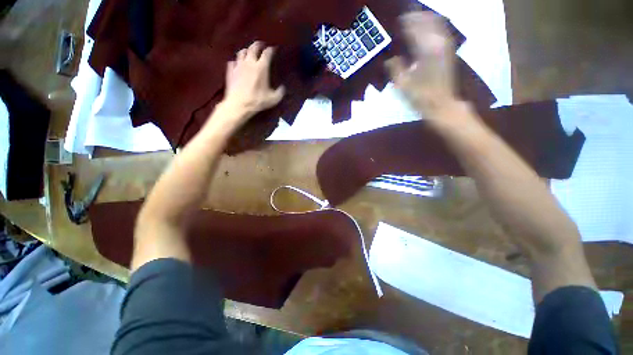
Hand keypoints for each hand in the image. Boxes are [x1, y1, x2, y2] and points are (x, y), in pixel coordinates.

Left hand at [222, 41, 285, 118]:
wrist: (239, 104)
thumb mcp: (273, 99)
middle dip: (258, 45)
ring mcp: (238, 66)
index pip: (267, 53)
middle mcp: (250, 63)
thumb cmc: (257, 101)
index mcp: (261, 68)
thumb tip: (282, 88)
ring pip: (241, 52)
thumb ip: (279, 92)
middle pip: (253, 48)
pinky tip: (237, 64)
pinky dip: (236, 62)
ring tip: (248, 52)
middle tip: (260, 44)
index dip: (270, 50)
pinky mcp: (230, 71)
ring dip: (246, 51)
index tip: (273, 49)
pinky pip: (233, 62)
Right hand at [385, 12, 456, 116]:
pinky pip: (442, 32)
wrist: (440, 104)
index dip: (406, 22)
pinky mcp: (448, 52)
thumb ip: (395, 69)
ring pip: (437, 24)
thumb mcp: (402, 85)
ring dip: (427, 19)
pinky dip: (434, 27)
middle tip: (406, 17)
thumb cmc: (420, 96)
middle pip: (429, 21)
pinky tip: (428, 31)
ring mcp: (445, 47)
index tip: (398, 20)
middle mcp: (438, 44)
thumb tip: (388, 59)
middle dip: (417, 17)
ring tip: (416, 20)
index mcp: (425, 50)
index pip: (415, 29)